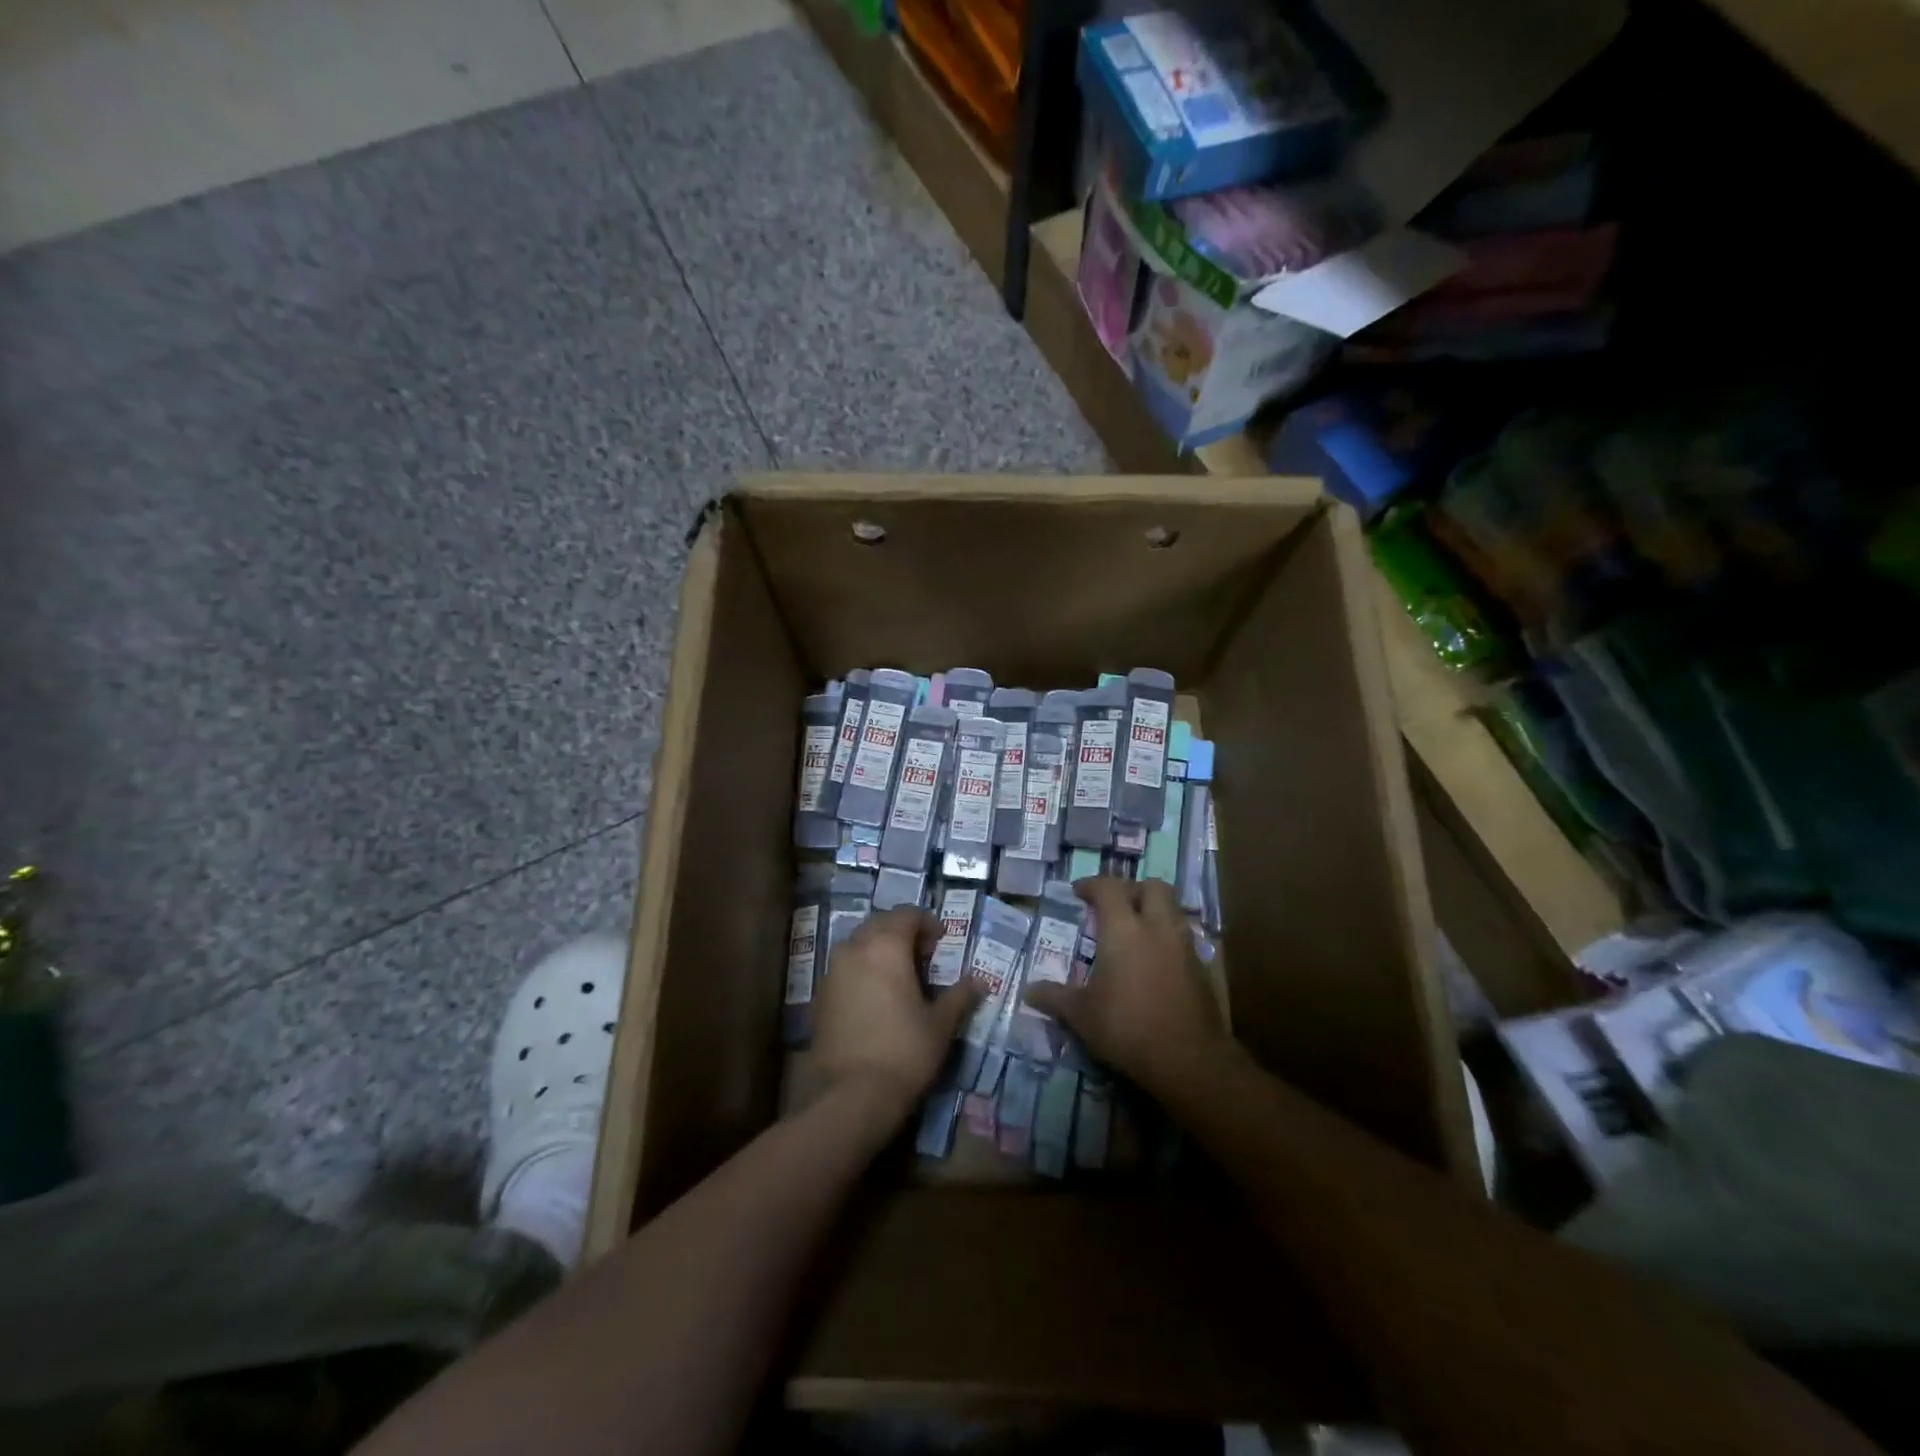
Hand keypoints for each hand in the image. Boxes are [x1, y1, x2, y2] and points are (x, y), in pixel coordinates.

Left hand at [812, 907, 981, 1116]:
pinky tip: (877, 998)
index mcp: (886, 946)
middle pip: (881, 924)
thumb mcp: (941, 1024)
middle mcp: (855, 948)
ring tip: (900, 977)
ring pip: (859, 944)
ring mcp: (832, 971)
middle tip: (923, 958)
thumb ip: (960, 996)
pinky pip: (846, 968)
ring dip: (880, 950)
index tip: (941, 943)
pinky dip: (863, 970)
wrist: (850, 1094)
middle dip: (902, 934)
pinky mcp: (820, 995)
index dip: (927, 923)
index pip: (907, 914)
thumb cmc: (904, 1051)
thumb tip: (979, 981)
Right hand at [1024, 877, 1232, 1100]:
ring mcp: (1184, 947)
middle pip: (1152, 887)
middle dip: (1132, 889)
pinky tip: (1154, 962)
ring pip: (1173, 909)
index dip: (1091, 885)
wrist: (1190, 1060)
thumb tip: (1028, 991)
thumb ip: (1055, 997)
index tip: (1078, 892)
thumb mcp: (1081, 1015)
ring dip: (1154, 911)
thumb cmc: (1127, 1028)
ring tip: (1135, 932)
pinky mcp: (1202, 969)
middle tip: (1114, 907)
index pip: (1108, 888)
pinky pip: (1183, 938)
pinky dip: (1168, 939)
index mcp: (1124, 929)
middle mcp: (1157, 928)